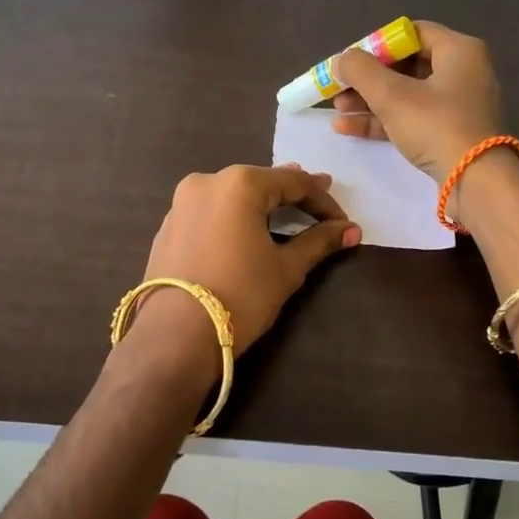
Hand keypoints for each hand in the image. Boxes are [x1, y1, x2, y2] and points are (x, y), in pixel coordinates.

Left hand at [135, 164, 360, 359]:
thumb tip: (351, 230)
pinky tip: (244, 233)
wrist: (176, 336)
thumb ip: (318, 242)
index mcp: (239, 183)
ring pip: (231, 197)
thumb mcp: (286, 269)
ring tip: (284, 214)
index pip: (293, 182)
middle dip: (291, 196)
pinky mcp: (167, 228)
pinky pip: (210, 215)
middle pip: (259, 184)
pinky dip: (232, 220)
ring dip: (259, 206)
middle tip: (319, 203)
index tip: (344, 221)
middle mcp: (206, 182)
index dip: (323, 201)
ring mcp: (181, 204)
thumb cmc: (240, 296)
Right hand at [330, 21, 507, 181]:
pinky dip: (383, 120)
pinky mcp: (450, 133)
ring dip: (370, 101)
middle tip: (338, 88)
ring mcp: (457, 105)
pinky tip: (349, 128)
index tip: (350, 61)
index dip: (376, 45)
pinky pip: (412, 118)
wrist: (474, 180)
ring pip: (406, 95)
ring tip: (337, 110)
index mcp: (458, 50)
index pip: (411, 33)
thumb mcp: (392, 95)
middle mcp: (462, 71)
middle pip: (406, 65)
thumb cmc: (436, 126)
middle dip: (368, 78)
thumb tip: (340, 59)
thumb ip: (361, 71)